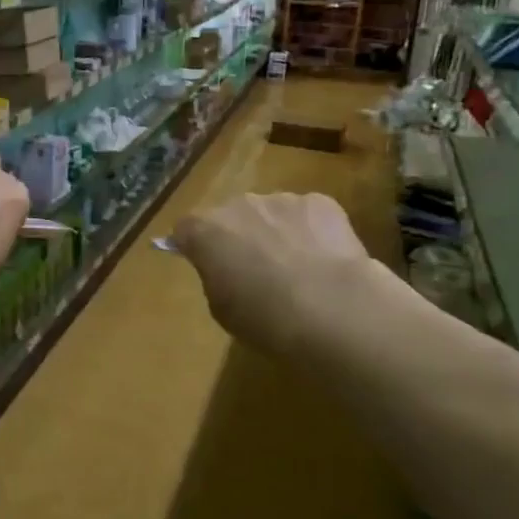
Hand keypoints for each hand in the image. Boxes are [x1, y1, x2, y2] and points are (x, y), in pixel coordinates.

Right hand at [171, 192, 385, 356]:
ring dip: (275, 232)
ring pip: (270, 213)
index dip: (195, 246)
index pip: (186, 229)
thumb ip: (215, 278)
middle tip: (256, 271)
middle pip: (231, 216)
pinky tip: (325, 261)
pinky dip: (312, 231)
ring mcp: (281, 200)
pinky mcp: (321, 202)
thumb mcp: (222, 309)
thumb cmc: (266, 319)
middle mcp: (238, 205)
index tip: (208, 266)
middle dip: (238, 237)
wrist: (332, 310)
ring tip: (298, 269)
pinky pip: (307, 214)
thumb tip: (223, 268)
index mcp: (205, 231)